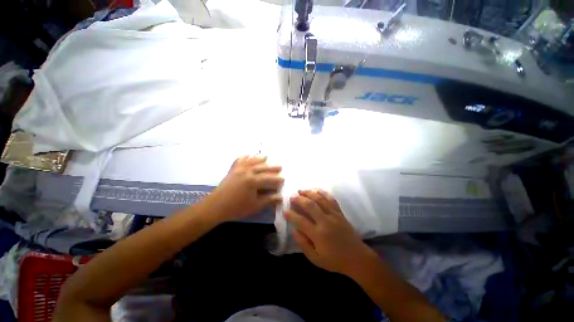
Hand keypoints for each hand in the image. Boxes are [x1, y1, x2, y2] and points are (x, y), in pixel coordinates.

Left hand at [201, 156, 283, 222]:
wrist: (215, 207)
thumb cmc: (236, 208)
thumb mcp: (255, 206)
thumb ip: (268, 200)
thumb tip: (281, 197)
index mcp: (253, 181)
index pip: (269, 179)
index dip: (277, 179)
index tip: (283, 179)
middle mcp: (247, 172)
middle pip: (262, 168)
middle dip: (272, 167)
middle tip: (280, 166)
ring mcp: (239, 169)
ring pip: (252, 161)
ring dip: (260, 159)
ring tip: (266, 156)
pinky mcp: (232, 170)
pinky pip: (239, 160)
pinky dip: (244, 157)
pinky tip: (247, 154)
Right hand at [285, 189, 375, 275]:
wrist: (357, 258)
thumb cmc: (335, 260)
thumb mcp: (315, 259)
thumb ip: (303, 244)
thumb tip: (293, 231)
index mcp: (318, 235)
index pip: (301, 221)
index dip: (291, 215)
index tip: (284, 211)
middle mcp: (325, 222)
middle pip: (310, 205)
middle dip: (299, 199)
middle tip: (292, 196)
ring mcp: (334, 215)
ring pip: (320, 199)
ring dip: (309, 193)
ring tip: (301, 190)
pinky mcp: (340, 213)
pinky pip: (331, 199)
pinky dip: (323, 193)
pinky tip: (317, 189)